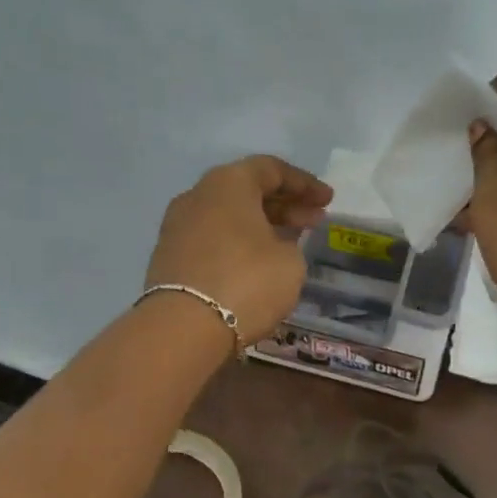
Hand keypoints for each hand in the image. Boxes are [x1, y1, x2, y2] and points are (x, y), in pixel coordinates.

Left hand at [144, 155, 332, 343]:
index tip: (328, 201)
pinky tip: (257, 262)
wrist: (183, 328)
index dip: (305, 184)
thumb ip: (289, 244)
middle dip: (284, 204)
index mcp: (228, 183)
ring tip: (288, 243)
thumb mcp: (290, 262)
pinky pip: (212, 238)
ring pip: (228, 215)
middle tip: (313, 221)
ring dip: (260, 225)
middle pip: (247, 190)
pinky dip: (238, 243)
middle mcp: (198, 195)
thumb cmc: (246, 282)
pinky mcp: (169, 257)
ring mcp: (177, 226)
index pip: (271, 169)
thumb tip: (274, 246)